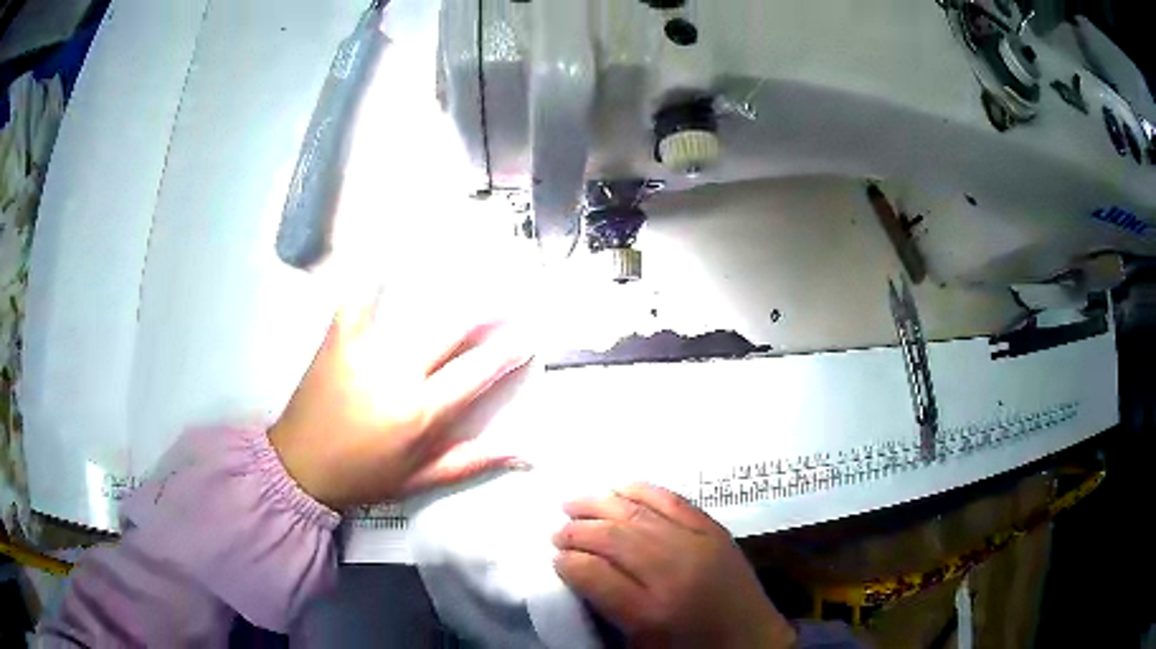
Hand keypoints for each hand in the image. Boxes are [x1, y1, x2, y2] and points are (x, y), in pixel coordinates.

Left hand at [270, 287, 531, 508]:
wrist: (300, 465)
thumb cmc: (364, 476)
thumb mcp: (420, 479)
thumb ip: (471, 461)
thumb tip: (524, 452)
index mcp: (420, 413)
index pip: (476, 372)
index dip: (507, 351)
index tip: (528, 335)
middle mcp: (397, 374)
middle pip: (451, 330)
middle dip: (487, 311)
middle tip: (510, 296)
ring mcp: (365, 349)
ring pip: (414, 310)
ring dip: (446, 291)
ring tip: (469, 270)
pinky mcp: (338, 336)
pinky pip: (360, 299)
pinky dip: (375, 279)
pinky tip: (389, 259)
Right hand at [553, 484, 795, 648]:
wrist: (751, 641)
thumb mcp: (639, 645)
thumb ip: (605, 608)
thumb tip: (576, 570)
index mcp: (651, 613)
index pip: (594, 574)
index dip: (567, 562)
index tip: (555, 558)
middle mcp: (673, 573)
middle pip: (614, 538)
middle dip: (577, 531)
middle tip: (558, 531)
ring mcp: (698, 546)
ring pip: (638, 513)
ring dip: (600, 504)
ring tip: (573, 503)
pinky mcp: (715, 531)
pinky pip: (674, 501)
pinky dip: (643, 490)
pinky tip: (619, 488)